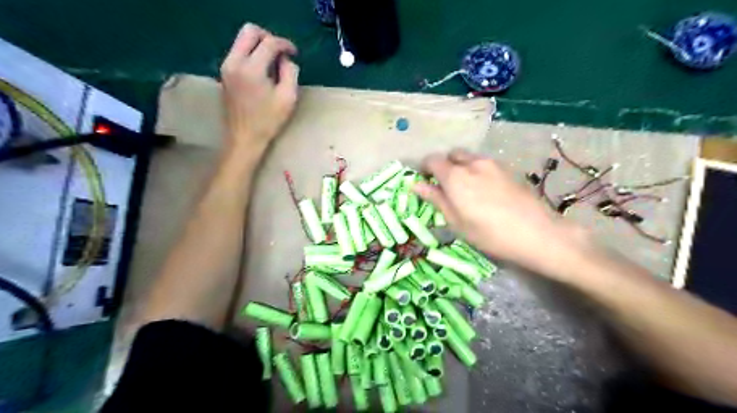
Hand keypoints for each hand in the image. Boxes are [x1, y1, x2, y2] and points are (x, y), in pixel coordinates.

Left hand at [219, 22, 297, 155]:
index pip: (269, 42)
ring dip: (259, 45)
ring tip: (273, 63)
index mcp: (252, 69)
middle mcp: (234, 62)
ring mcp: (226, 67)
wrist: (244, 138)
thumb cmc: (268, 121)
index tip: (294, 53)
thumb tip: (286, 60)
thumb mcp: (288, 98)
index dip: (285, 44)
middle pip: (249, 31)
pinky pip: (238, 52)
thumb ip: (290, 73)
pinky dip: (251, 54)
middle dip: (268, 37)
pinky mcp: (224, 73)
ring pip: (241, 40)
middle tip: (281, 53)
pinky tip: (262, 71)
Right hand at [413, 148, 587, 277]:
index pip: (432, 160)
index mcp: (455, 176)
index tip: (426, 183)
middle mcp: (472, 163)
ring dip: (462, 167)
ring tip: (467, 190)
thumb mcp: (456, 221)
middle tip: (446, 187)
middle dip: (445, 166)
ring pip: (469, 158)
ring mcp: (493, 164)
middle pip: (452, 155)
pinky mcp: (508, 169)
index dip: (425, 169)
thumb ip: (436, 199)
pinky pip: (485, 164)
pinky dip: (477, 171)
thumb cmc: (489, 234)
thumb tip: (415, 184)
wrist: (538, 233)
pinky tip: (485, 191)